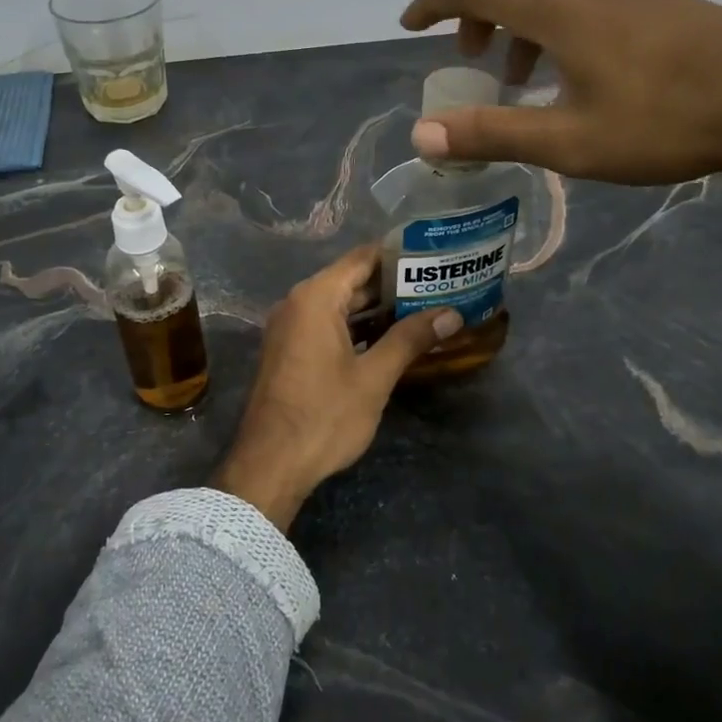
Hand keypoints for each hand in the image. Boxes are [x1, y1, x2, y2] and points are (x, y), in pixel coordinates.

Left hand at [211, 245, 460, 530]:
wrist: (270, 465)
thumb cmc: (324, 415)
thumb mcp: (374, 377)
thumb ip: (410, 339)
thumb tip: (451, 314)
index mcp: (316, 297)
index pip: (363, 258)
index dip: (400, 256)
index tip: (434, 258)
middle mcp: (298, 302)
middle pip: (352, 280)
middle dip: (394, 285)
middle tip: (438, 286)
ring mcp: (290, 327)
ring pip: (341, 304)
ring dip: (378, 308)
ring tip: (424, 309)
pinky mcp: (290, 350)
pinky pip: (328, 324)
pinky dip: (357, 327)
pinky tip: (390, 338)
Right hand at [401, 0, 721, 207]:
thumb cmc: (664, 120)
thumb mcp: (567, 140)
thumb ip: (490, 133)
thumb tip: (421, 137)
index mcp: (554, 5)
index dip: (434, 3)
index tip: (408, 24)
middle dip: (476, 11)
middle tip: (472, 59)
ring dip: (518, 19)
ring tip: (521, 76)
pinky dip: (553, 20)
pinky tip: (575, 69)